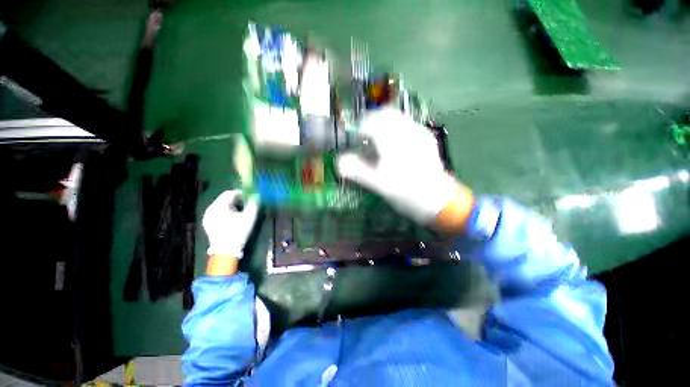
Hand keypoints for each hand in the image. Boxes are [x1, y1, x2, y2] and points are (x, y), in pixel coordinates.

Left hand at [202, 190, 258, 257]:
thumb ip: (253, 204)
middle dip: (236, 199)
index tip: (249, 197)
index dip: (241, 193)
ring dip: (231, 205)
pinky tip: (232, 218)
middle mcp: (210, 209)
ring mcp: (207, 216)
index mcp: (219, 206)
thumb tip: (257, 195)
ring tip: (240, 211)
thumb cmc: (238, 232)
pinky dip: (225, 211)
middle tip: (246, 204)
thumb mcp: (249, 217)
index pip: (230, 193)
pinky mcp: (207, 222)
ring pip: (220, 205)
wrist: (225, 251)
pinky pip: (217, 211)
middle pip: (224, 198)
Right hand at [337, 109, 465, 225]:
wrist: (438, 200)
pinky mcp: (427, 139)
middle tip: (366, 137)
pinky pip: (409, 124)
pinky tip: (396, 143)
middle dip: (372, 121)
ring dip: (384, 123)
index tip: (356, 141)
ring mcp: (419, 133)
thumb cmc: (406, 192)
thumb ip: (357, 171)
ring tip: (379, 140)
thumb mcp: (378, 184)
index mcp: (392, 141)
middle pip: (385, 114)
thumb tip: (338, 162)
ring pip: (398, 117)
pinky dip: (397, 128)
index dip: (360, 129)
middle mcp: (406, 131)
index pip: (371, 123)